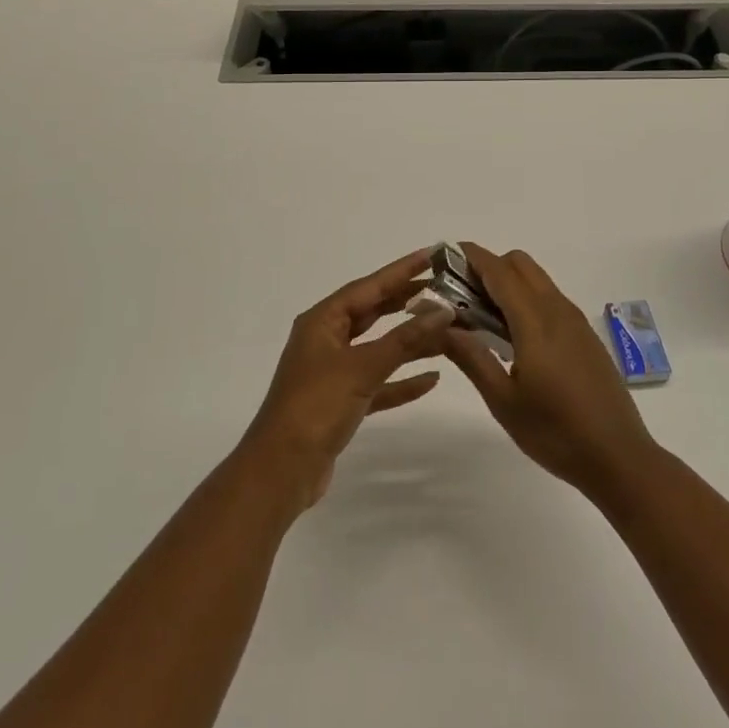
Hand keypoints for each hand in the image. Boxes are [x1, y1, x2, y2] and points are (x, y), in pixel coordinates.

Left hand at [241, 248, 453, 509]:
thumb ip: (404, 340)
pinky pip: (378, 382)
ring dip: (410, 341)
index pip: (369, 286)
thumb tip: (443, 310)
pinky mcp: (342, 402)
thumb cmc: (316, 407)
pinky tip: (431, 379)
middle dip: (408, 301)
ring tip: (447, 330)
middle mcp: (327, 340)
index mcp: (322, 321)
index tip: (433, 255)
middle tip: (445, 288)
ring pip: (379, 347)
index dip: (401, 270)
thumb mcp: (362, 368)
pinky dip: (402, 379)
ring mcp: (333, 372)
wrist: (281, 472)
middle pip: (373, 312)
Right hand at [440, 244, 658, 498]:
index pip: (499, 271)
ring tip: (482, 317)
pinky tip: (514, 337)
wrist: (619, 458)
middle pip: (520, 264)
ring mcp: (575, 321)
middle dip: (489, 267)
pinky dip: (526, 299)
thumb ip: (472, 357)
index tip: (445, 257)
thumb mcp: (504, 401)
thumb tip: (441, 325)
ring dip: (508, 283)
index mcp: (535, 322)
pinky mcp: (585, 335)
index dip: (471, 257)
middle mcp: (557, 310)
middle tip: (462, 295)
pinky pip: (550, 298)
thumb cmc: (555, 433)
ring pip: (537, 279)